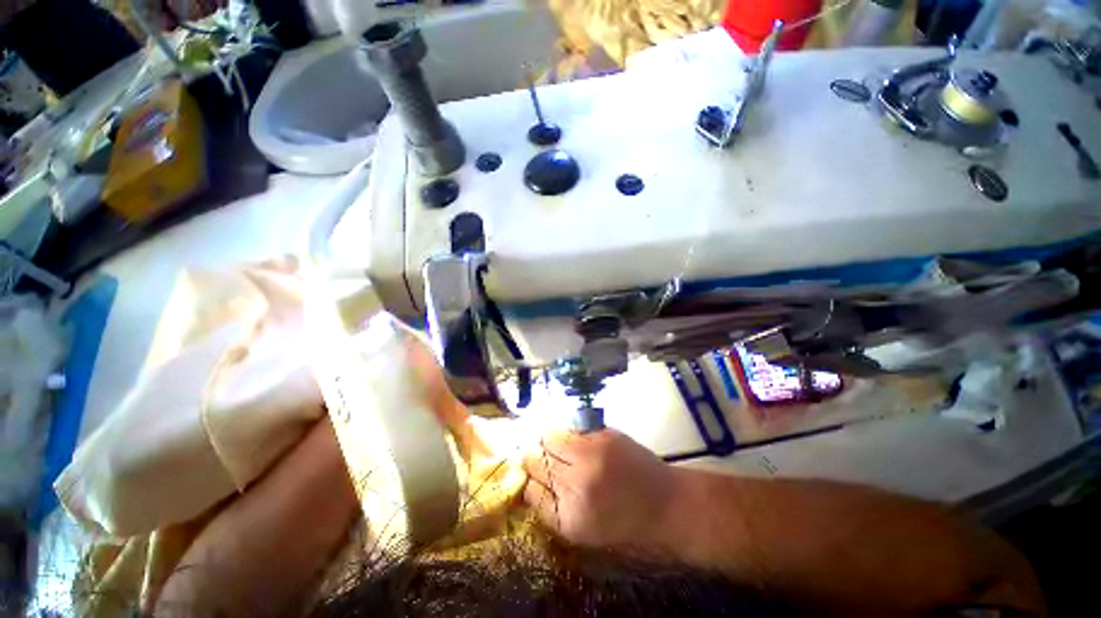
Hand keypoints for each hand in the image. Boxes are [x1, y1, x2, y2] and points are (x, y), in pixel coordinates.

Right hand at [522, 429, 680, 552]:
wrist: (668, 505)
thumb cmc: (625, 527)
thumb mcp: (583, 532)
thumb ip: (551, 508)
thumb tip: (527, 483)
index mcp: (570, 517)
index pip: (529, 489)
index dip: (526, 481)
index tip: (529, 477)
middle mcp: (577, 483)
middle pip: (534, 459)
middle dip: (532, 459)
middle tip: (541, 461)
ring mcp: (592, 454)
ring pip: (549, 437)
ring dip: (548, 443)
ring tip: (558, 450)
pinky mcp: (604, 435)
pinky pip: (571, 430)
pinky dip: (568, 436)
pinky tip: (578, 444)